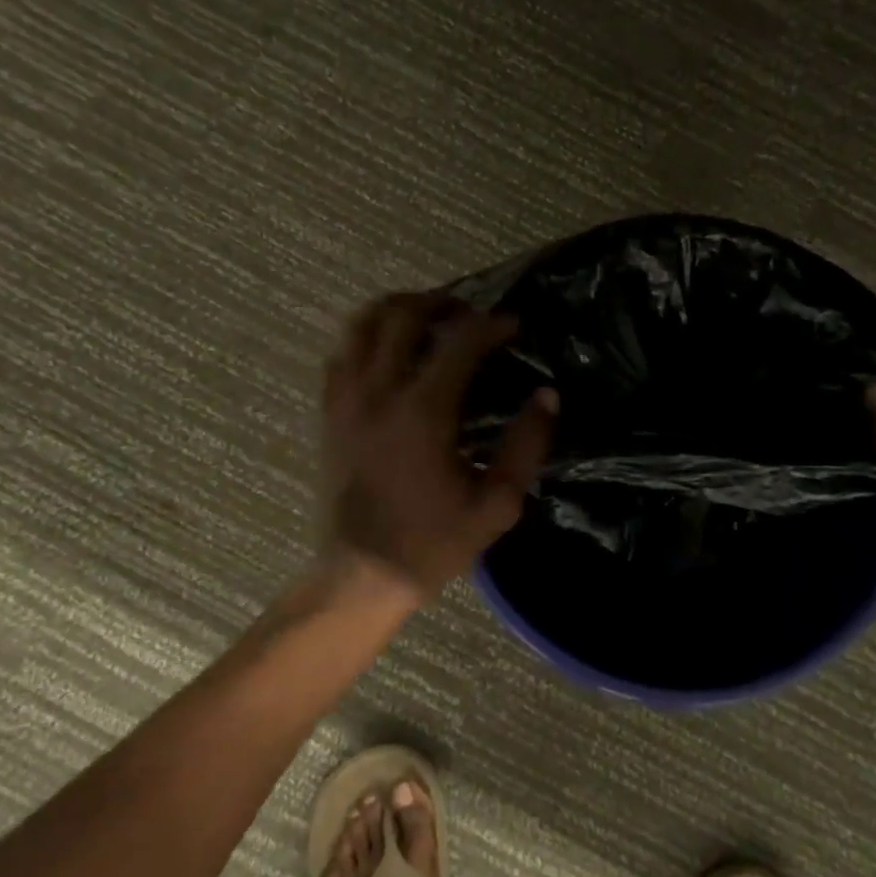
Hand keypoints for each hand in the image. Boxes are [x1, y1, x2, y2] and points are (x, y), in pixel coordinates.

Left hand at [322, 292, 556, 601]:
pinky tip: (388, 351)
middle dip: (442, 302)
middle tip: (469, 313)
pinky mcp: (328, 414)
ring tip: (426, 318)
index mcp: (424, 412)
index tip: (514, 325)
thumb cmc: (434, 542)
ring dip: (397, 308)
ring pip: (362, 324)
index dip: (492, 324)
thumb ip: (526, 445)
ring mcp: (346, 400)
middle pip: (403, 315)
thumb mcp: (497, 503)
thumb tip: (547, 395)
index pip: (460, 342)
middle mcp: (379, 393)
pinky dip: (365, 337)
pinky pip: (340, 354)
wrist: (362, 574)